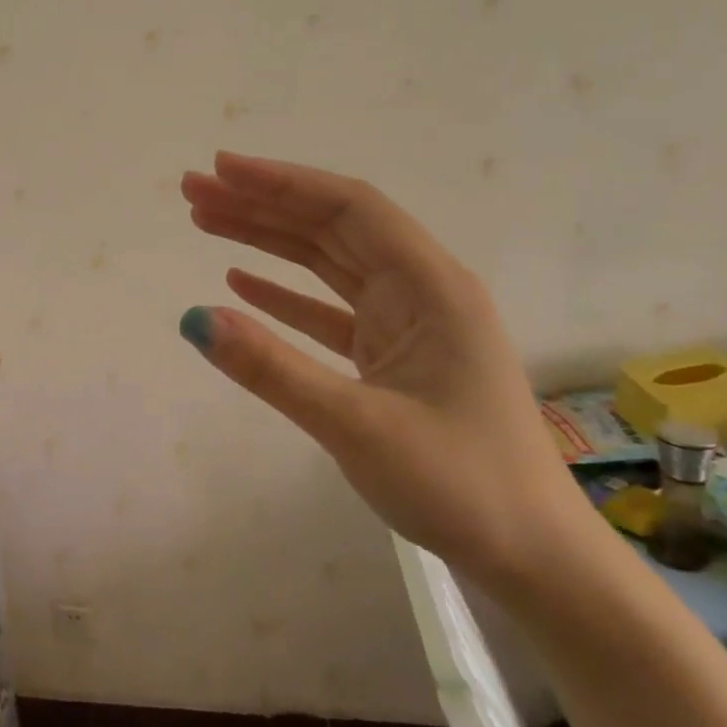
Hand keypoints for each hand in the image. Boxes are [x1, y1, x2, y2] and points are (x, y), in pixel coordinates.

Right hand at [179, 152, 592, 589]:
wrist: (532, 557)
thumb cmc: (459, 485)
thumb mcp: (356, 425)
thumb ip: (273, 369)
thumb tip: (195, 320)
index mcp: (430, 287)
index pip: (348, 209)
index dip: (281, 182)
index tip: (220, 169)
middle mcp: (421, 291)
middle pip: (332, 227)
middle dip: (262, 204)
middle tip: (193, 192)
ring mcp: (407, 324)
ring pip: (328, 263)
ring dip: (268, 241)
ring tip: (206, 222)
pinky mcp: (394, 356)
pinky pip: (330, 309)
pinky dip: (286, 293)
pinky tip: (243, 282)